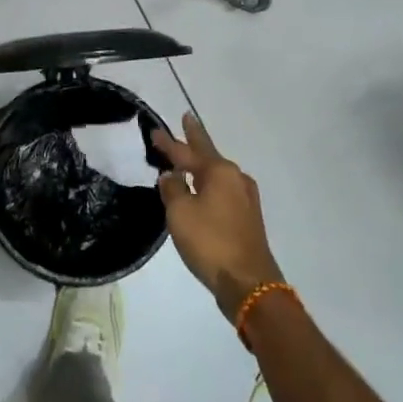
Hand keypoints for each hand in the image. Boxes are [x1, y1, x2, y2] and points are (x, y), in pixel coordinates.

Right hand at [153, 113, 283, 321]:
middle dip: (195, 138)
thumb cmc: (210, 242)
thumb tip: (171, 177)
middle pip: (208, 153)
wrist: (249, 282)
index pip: (186, 152)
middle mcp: (235, 178)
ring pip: (217, 172)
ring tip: (189, 156)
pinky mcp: (247, 217)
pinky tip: (203, 187)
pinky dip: (209, 183)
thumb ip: (172, 189)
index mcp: (219, 172)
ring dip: (202, 163)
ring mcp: (245, 197)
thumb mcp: (180, 213)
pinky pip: (223, 189)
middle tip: (186, 119)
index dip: (168, 142)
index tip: (154, 130)